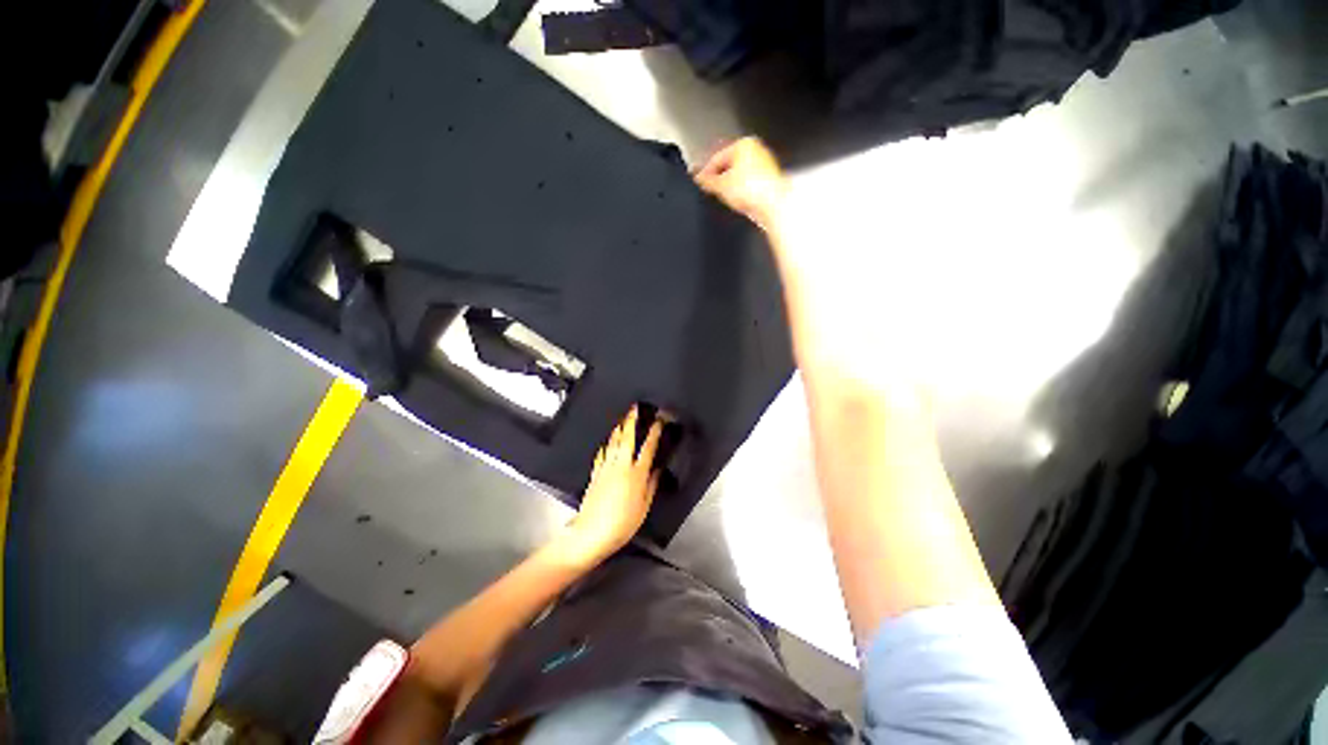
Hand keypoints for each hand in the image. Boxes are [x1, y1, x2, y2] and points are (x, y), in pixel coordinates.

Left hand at [568, 406, 663, 557]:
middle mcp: (620, 467)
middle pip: (627, 438)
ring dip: (618, 429)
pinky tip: (607, 442)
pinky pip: (601, 454)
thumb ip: (651, 485)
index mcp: (636, 474)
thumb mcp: (644, 507)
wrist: (591, 533)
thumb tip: (657, 471)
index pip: (648, 448)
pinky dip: (605, 445)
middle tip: (634, 408)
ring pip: (613, 442)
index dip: (654, 433)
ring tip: (622, 419)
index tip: (658, 421)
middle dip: (631, 421)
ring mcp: (605, 468)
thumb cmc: (622, 524)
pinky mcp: (595, 474)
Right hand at [695, 137, 787, 230]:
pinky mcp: (769, 180)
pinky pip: (749, 184)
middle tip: (709, 189)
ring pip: (739, 174)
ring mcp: (764, 165)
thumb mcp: (721, 185)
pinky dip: (741, 191)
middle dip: (718, 177)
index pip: (718, 157)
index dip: (706, 171)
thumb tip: (699, 178)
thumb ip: (707, 181)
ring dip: (730, 185)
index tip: (698, 180)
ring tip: (724, 196)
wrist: (773, 204)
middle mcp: (756, 150)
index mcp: (744, 144)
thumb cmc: (752, 189)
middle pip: (729, 165)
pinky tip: (738, 200)